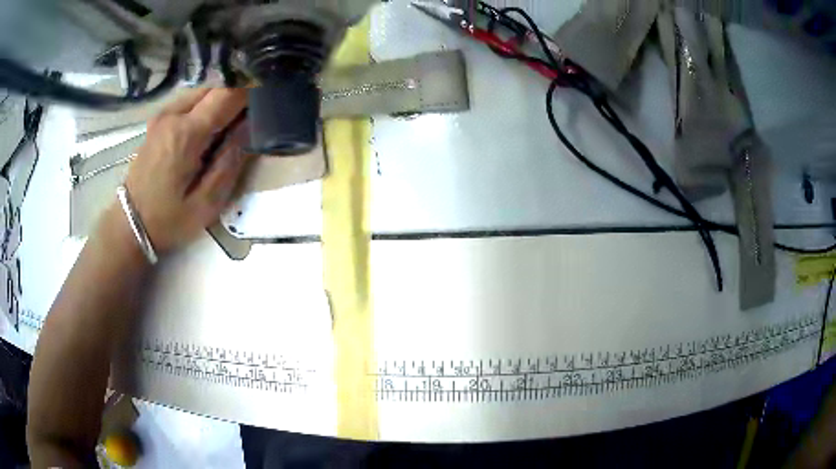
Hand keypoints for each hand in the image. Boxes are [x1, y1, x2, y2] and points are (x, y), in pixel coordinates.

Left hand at [123, 88, 251, 254]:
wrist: (128, 225)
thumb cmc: (167, 221)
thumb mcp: (206, 204)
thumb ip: (230, 163)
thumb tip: (249, 128)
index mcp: (186, 133)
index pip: (228, 93)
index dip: (251, 90)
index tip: (267, 99)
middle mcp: (173, 114)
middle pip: (216, 86)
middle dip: (237, 96)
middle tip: (249, 119)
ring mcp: (162, 115)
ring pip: (203, 92)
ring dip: (220, 102)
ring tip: (229, 127)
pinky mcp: (157, 121)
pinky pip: (189, 101)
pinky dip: (205, 107)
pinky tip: (207, 130)